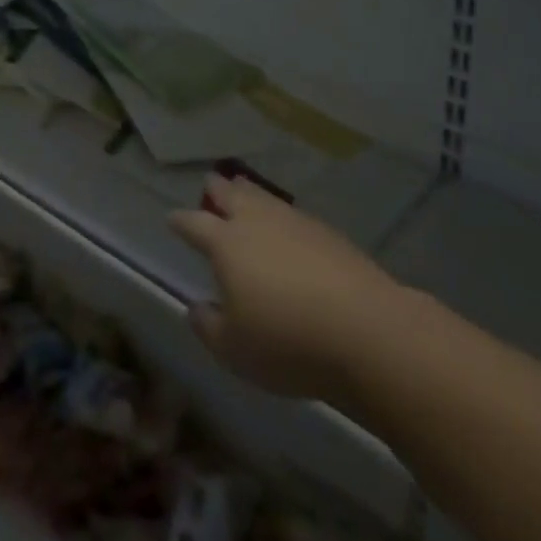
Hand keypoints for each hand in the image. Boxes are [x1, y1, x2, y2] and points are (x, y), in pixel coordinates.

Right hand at [169, 175, 401, 400]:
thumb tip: (197, 307)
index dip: (180, 221)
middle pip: (228, 192)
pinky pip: (292, 213)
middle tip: (209, 191)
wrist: (368, 331)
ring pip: (262, 196)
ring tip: (243, 193)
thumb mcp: (234, 350)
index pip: (193, 223)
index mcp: (225, 243)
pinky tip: (287, 229)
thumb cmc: (288, 342)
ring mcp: (293, 221)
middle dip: (215, 191)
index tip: (172, 219)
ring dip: (248, 194)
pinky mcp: (326, 232)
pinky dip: (280, 216)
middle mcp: (255, 220)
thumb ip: (208, 326)